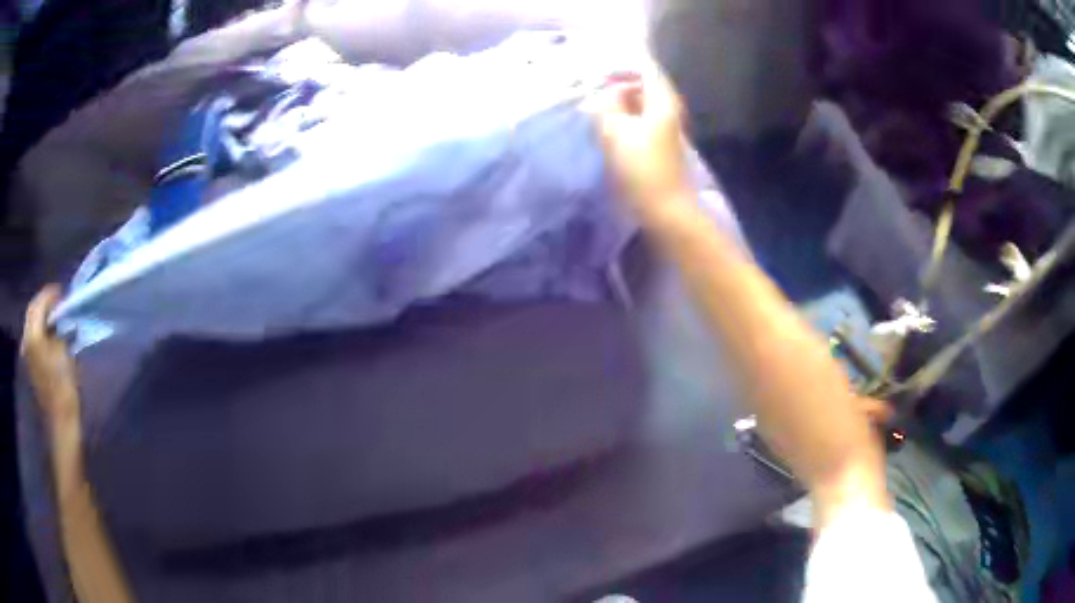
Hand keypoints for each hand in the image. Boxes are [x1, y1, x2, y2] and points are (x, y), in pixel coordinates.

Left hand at [21, 286, 80, 432]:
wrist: (60, 421)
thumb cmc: (64, 387)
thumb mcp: (64, 352)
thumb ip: (59, 330)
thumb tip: (60, 318)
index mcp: (33, 334)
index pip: (39, 302)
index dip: (50, 294)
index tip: (63, 292)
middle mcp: (26, 339)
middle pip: (32, 311)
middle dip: (44, 303)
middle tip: (58, 302)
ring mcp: (27, 353)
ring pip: (31, 323)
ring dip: (41, 316)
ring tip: (54, 317)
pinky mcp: (30, 364)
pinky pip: (32, 337)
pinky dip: (40, 329)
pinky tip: (49, 334)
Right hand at [587, 66, 692, 216]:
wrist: (665, 209)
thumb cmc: (641, 168)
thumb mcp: (615, 130)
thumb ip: (606, 104)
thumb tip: (603, 94)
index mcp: (662, 100)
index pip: (645, 68)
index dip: (620, 66)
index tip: (596, 74)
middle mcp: (668, 109)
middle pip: (643, 84)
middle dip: (617, 84)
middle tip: (591, 91)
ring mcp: (666, 128)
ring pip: (641, 104)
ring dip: (619, 102)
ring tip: (595, 108)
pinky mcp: (660, 144)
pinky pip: (640, 120)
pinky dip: (624, 117)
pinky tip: (608, 127)